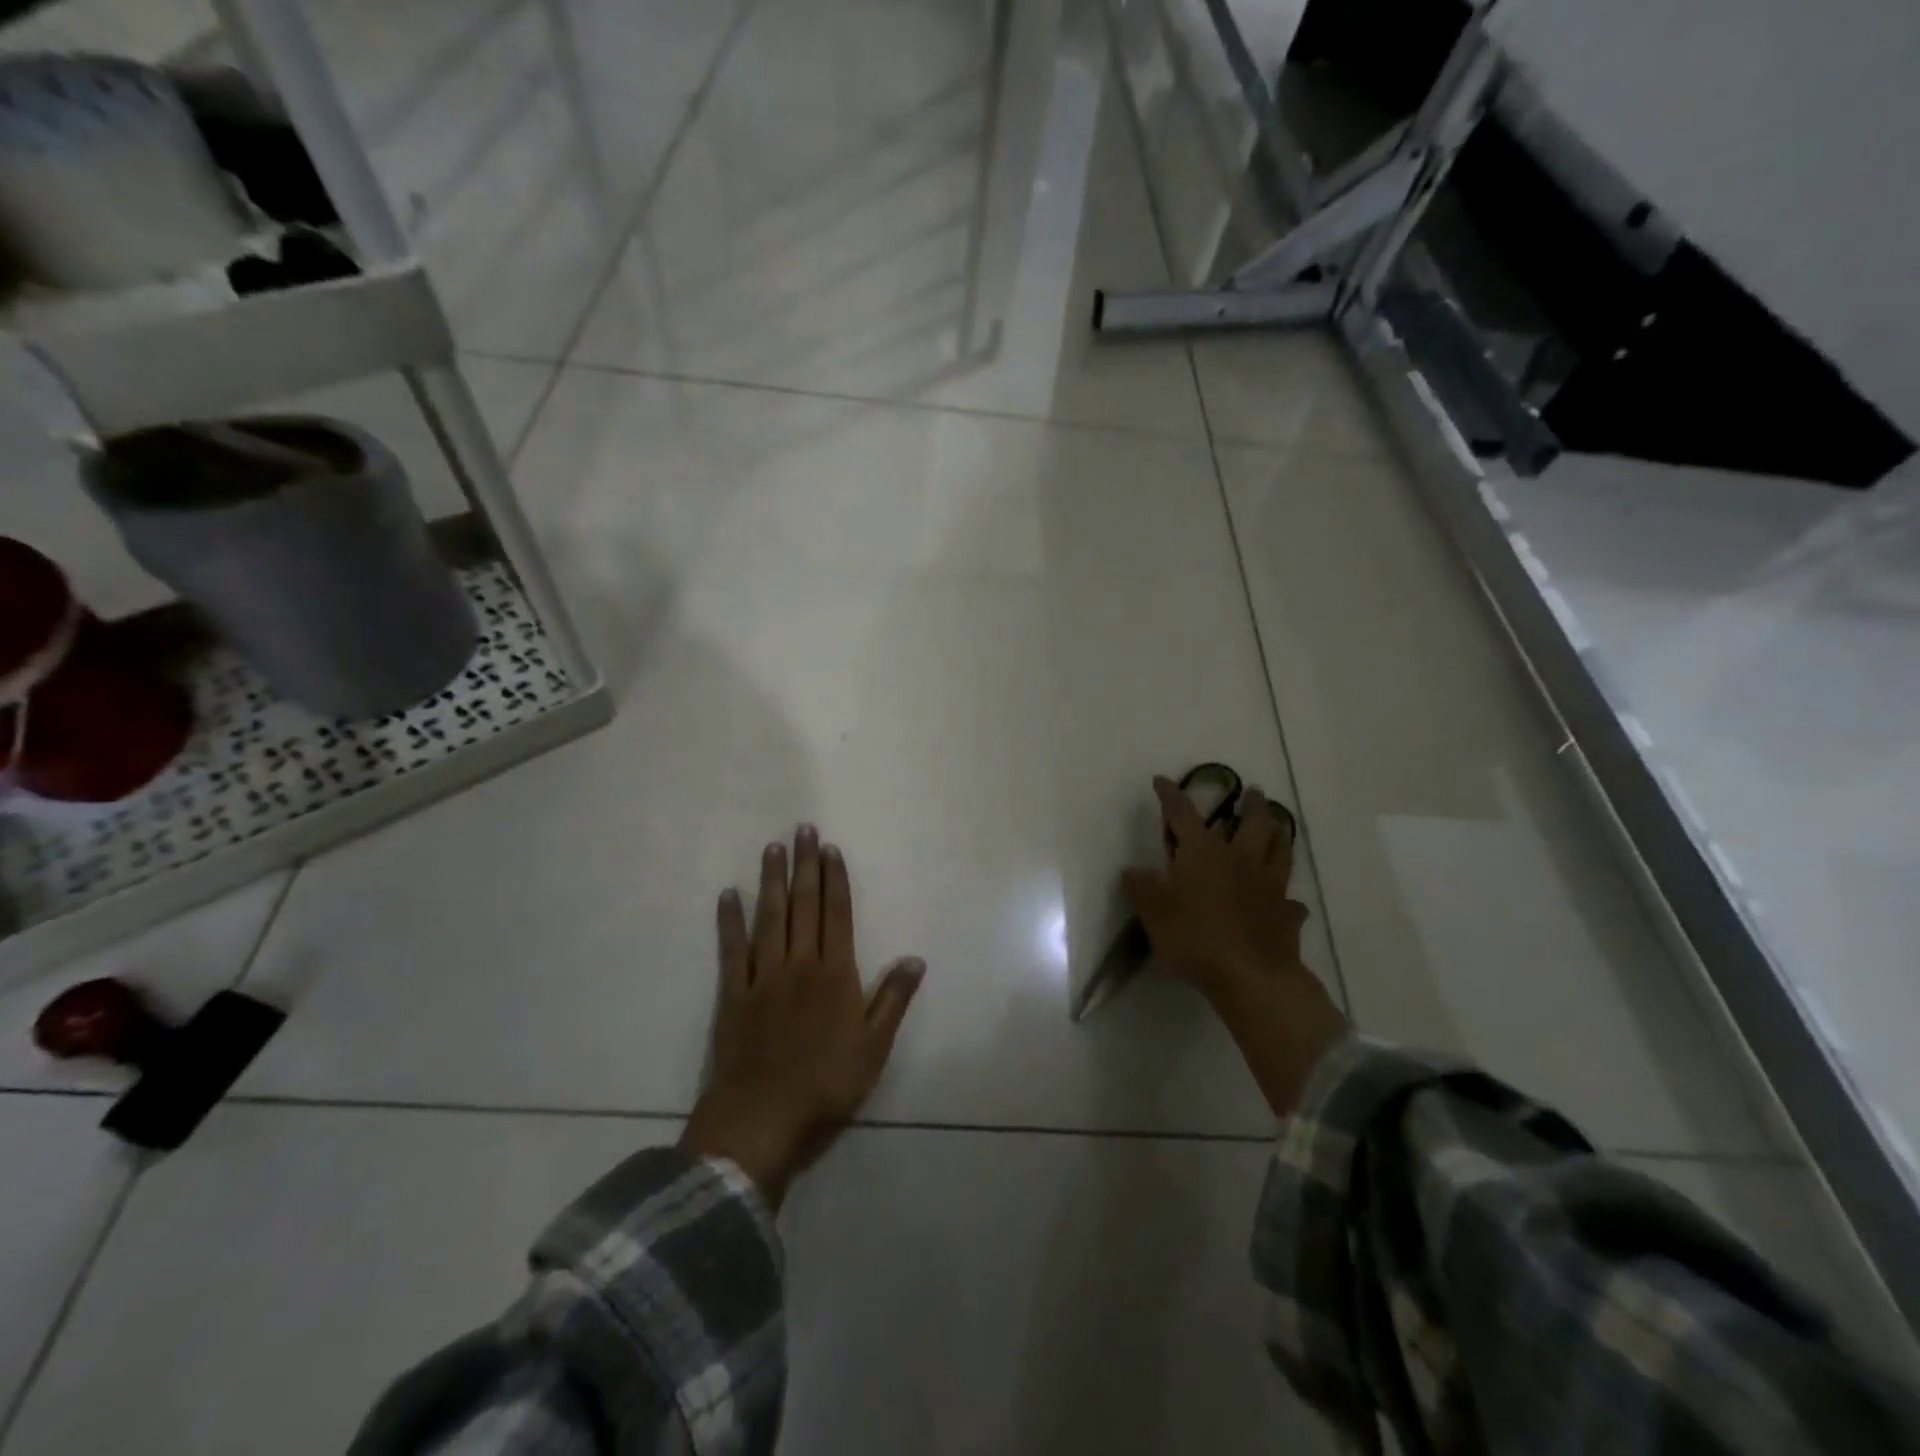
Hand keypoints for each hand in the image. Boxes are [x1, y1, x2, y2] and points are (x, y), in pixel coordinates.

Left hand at [681, 825, 924, 1207]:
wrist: (763, 1118)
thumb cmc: (827, 1084)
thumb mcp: (874, 1046)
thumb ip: (893, 999)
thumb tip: (915, 958)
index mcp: (836, 974)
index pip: (837, 915)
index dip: (835, 880)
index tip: (830, 849)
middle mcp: (800, 964)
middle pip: (804, 906)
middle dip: (805, 866)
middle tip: (802, 830)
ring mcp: (764, 976)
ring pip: (769, 918)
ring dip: (772, 881)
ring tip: (772, 849)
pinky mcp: (733, 994)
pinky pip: (732, 949)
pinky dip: (730, 921)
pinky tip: (729, 896)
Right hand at [1121, 777, 1346, 1115]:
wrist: (1250, 977)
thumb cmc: (1194, 938)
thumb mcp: (1153, 913)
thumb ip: (1141, 888)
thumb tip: (1132, 870)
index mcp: (1203, 853)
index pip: (1182, 814)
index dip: (1171, 795)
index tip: (1162, 780)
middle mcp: (1239, 860)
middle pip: (1252, 823)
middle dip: (1251, 804)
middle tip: (1254, 791)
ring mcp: (1269, 886)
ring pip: (1279, 850)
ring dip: (1279, 833)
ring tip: (1279, 824)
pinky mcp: (1286, 914)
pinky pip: (1291, 900)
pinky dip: (1288, 898)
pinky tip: (1288, 901)